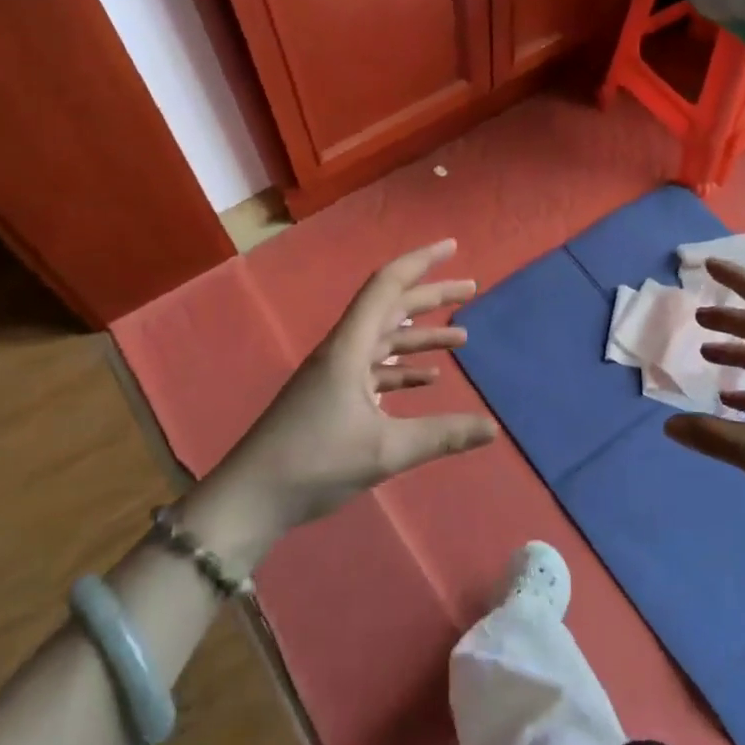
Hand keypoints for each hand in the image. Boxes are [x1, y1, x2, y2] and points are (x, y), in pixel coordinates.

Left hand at [211, 239, 497, 541]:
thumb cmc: (314, 463)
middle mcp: (342, 350)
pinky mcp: (331, 397)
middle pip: (390, 308)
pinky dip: (403, 367)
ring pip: (384, 339)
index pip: (387, 286)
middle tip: (471, 289)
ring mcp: (335, 374)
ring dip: (421, 335)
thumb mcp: (385, 451)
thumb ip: (442, 436)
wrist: (250, 498)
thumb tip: (494, 427)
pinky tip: (428, 379)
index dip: (420, 262)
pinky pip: (375, 369)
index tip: (452, 247)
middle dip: (431, 296)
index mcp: (349, 346)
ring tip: (461, 337)